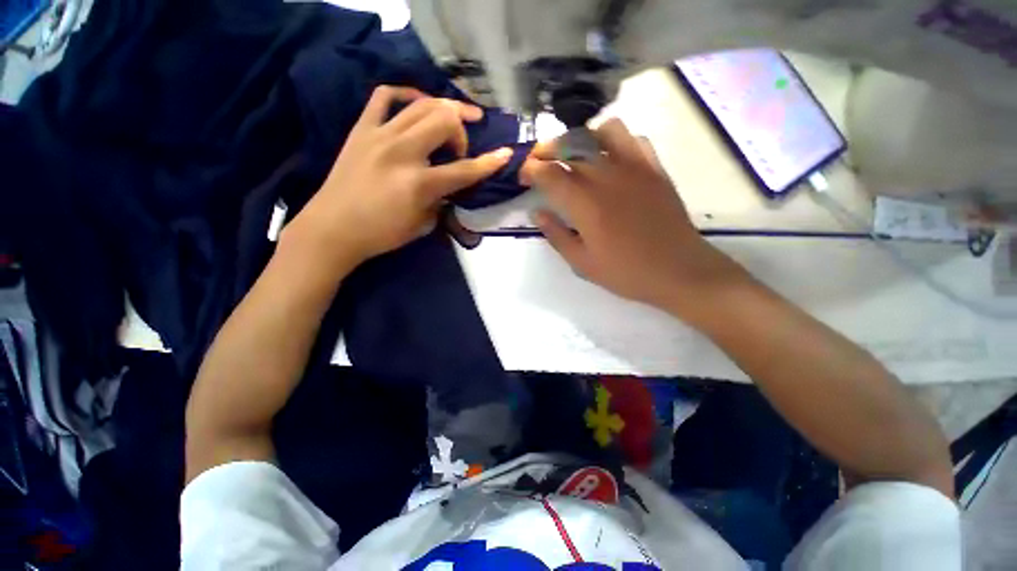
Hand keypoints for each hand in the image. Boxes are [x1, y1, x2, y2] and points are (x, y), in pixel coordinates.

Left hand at [286, 86, 512, 268]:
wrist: (332, 228)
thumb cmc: (382, 234)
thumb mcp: (423, 225)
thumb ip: (441, 201)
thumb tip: (450, 186)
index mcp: (419, 183)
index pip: (464, 170)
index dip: (489, 163)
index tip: (506, 154)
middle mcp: (402, 153)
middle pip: (444, 120)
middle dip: (462, 130)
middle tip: (460, 148)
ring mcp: (379, 136)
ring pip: (421, 104)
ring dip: (444, 108)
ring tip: (453, 117)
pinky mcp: (361, 129)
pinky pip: (384, 96)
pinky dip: (405, 94)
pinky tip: (416, 104)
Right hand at [522, 119, 747, 311]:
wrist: (679, 271)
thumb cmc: (626, 272)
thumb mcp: (581, 263)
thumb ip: (556, 235)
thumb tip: (537, 212)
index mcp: (585, 204)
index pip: (549, 173)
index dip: (531, 170)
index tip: (523, 175)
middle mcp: (607, 176)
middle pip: (571, 147)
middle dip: (547, 151)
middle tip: (539, 162)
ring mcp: (635, 168)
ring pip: (603, 131)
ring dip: (583, 138)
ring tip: (574, 155)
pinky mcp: (655, 169)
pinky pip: (633, 139)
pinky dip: (615, 142)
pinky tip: (610, 160)